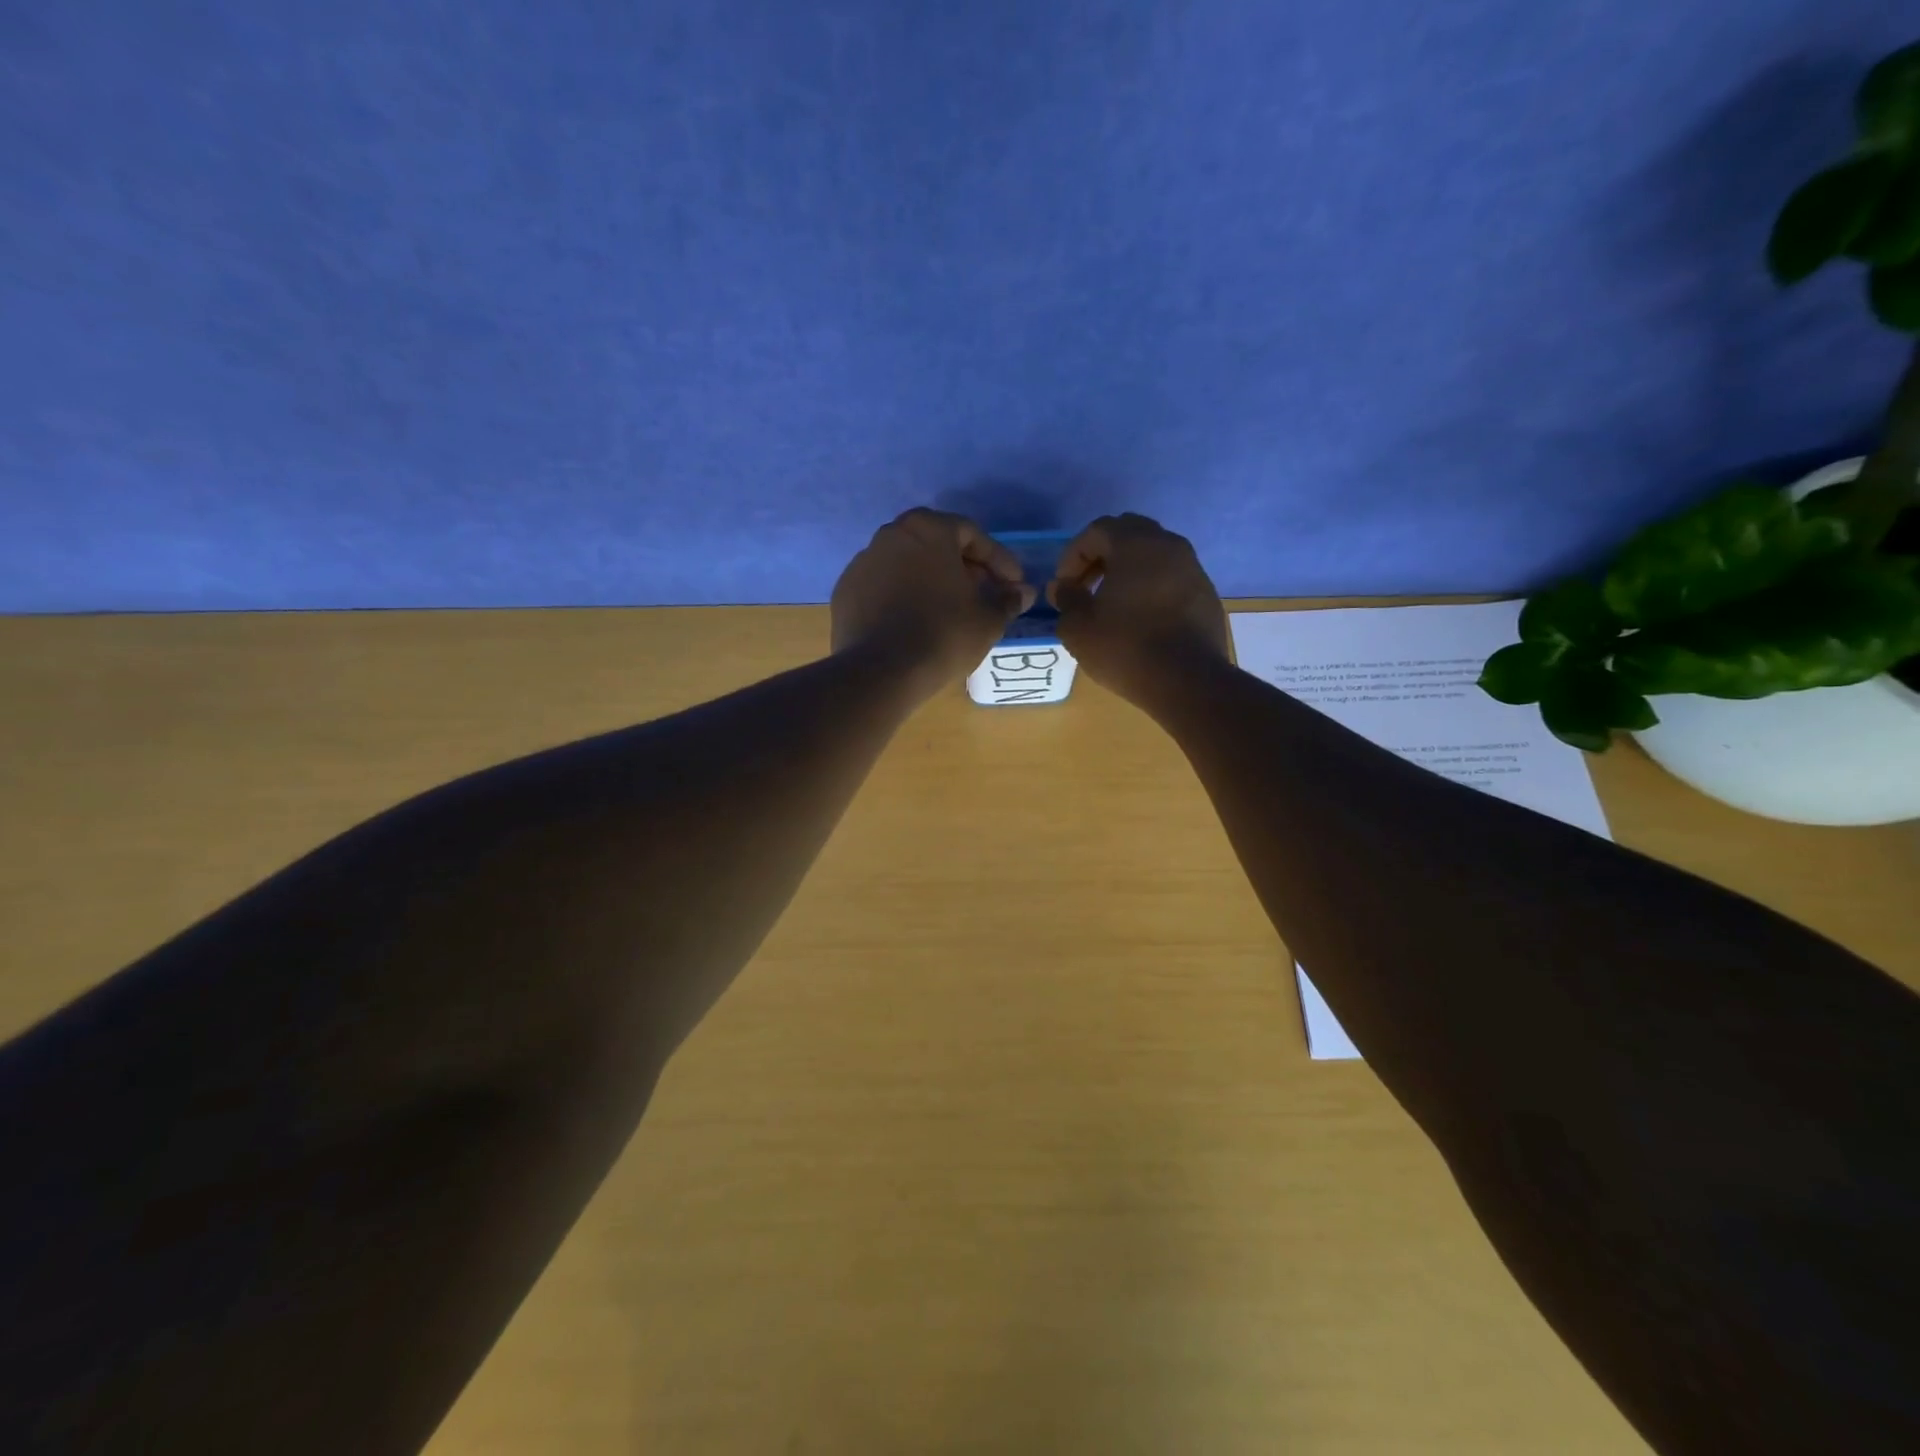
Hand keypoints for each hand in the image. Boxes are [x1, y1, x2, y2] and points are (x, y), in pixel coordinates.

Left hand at [831, 509, 1036, 694]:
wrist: (881, 671)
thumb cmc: (944, 634)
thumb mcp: (988, 619)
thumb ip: (1007, 600)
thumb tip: (1023, 593)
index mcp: (928, 529)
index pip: (972, 535)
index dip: (998, 560)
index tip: (1013, 584)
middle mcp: (890, 534)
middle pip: (936, 546)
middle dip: (964, 568)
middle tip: (984, 594)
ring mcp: (862, 562)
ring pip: (907, 566)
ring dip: (931, 582)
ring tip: (950, 611)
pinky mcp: (846, 592)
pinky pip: (884, 588)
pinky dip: (903, 598)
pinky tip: (915, 623)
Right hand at [1049, 513, 1230, 700]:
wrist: (1188, 681)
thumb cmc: (1125, 647)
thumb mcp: (1079, 627)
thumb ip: (1066, 599)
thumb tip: (1062, 587)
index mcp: (1135, 544)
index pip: (1097, 530)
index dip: (1073, 555)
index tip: (1064, 587)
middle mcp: (1168, 545)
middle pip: (1128, 534)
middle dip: (1102, 556)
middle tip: (1086, 587)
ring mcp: (1193, 569)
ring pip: (1153, 555)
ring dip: (1128, 570)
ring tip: (1112, 603)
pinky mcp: (1206, 594)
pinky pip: (1172, 578)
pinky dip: (1152, 587)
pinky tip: (1141, 618)